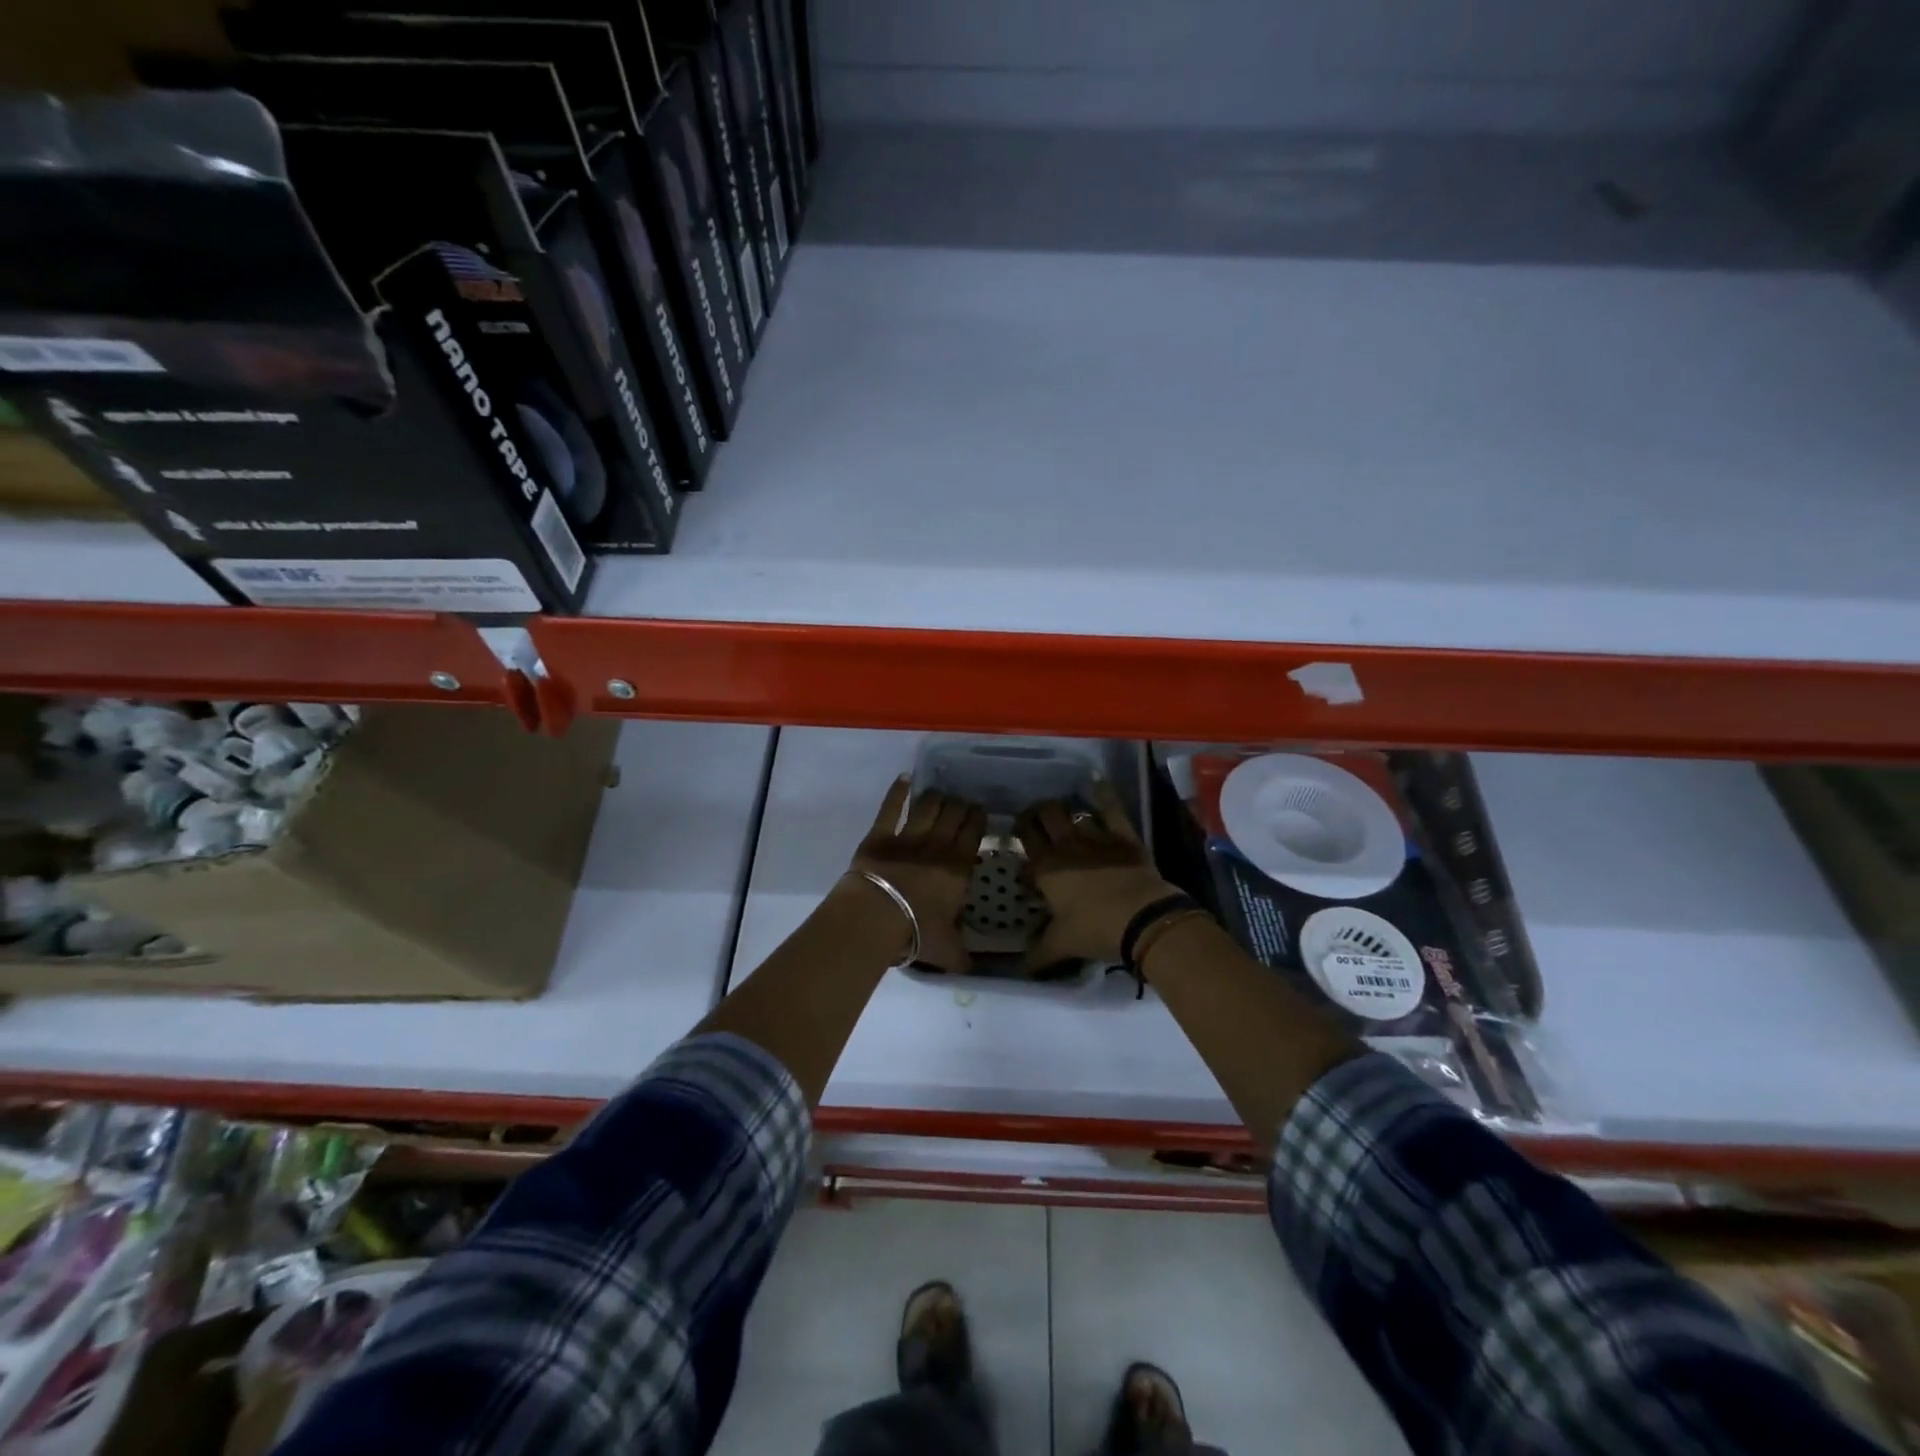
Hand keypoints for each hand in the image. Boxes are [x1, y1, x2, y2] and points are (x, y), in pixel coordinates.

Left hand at [846, 776, 985, 974]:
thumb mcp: (947, 950)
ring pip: (928, 806)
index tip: (979, 813)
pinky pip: (891, 807)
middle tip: (961, 803)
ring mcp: (907, 836)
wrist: (875, 917)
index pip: (973, 833)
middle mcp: (937, 845)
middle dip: (960, 805)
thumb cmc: (916, 932)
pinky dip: (898, 791)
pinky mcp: (880, 834)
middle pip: (953, 814)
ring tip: (940, 794)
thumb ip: (962, 956)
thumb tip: (973, 970)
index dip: (977, 819)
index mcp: (958, 868)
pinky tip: (904, 778)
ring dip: (936, 797)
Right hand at [1017, 780, 1183, 966]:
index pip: (1025, 836)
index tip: (1018, 831)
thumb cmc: (1095, 930)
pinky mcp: (1123, 835)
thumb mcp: (1061, 945)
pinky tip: (1096, 783)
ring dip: (1067, 810)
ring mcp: (1096, 836)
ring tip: (1065, 813)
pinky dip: (1102, 793)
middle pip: (1046, 814)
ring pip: (1074, 811)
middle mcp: (1066, 844)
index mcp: (1046, 867)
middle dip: (1038, 812)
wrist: (1142, 919)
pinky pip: (1110, 807)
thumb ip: (1038, 954)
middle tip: (1038, 819)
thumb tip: (1023, 968)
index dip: (1020, 828)